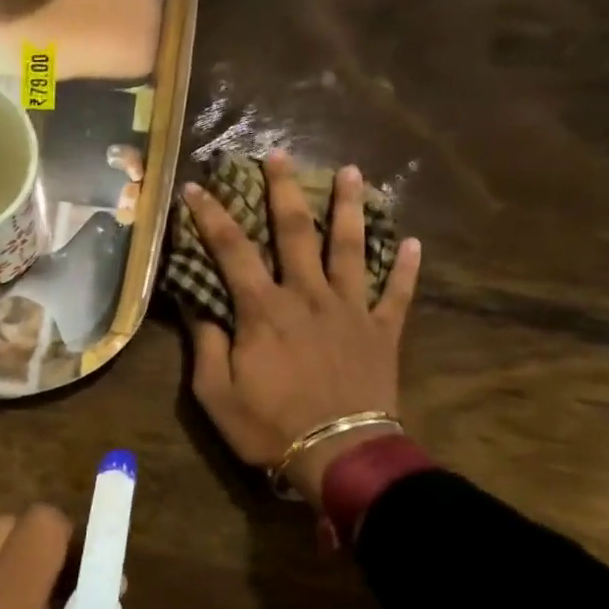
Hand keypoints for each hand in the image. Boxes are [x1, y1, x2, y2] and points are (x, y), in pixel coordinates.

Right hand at [182, 151, 421, 507]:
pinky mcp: (382, 331)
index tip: (197, 187)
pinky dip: (406, 268)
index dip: (210, 216)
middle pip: (295, 231)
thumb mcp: (216, 393)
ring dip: (349, 208)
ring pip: (351, 247)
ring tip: (352, 172)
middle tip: (278, 154)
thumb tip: (194, 302)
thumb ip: (205, 343)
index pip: (231, 250)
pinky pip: (397, 294)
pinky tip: (414, 242)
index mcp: (263, 310)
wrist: (338, 454)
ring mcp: (350, 310)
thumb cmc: (269, 427)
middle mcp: (307, 295)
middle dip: (283, 189)